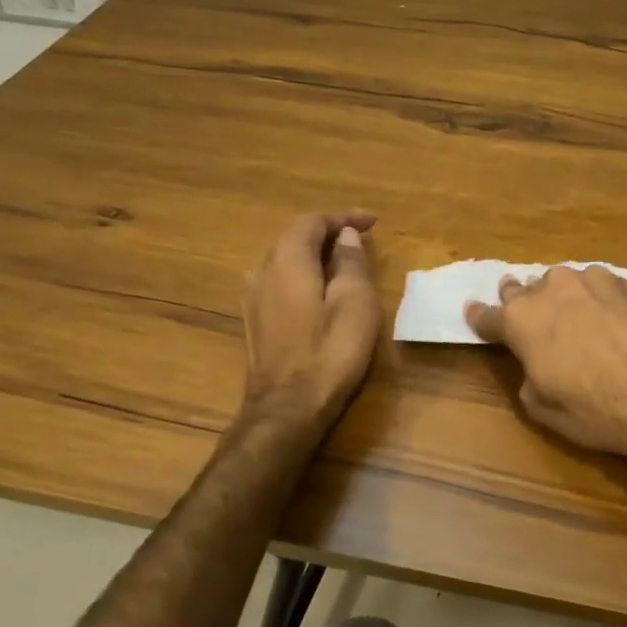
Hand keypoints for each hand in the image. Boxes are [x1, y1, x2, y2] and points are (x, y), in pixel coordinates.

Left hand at [241, 211, 381, 424]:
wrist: (287, 409)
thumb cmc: (329, 352)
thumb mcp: (355, 302)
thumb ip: (350, 263)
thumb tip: (346, 237)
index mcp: (287, 260)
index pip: (312, 222)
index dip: (343, 217)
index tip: (373, 222)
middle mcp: (262, 272)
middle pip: (294, 238)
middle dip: (329, 233)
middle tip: (361, 240)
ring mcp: (253, 299)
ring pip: (285, 261)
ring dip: (315, 256)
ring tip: (345, 264)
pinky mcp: (255, 323)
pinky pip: (280, 283)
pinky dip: (303, 276)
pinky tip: (320, 292)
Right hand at [466, 266, 626, 468]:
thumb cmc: (593, 409)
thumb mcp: (541, 406)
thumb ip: (525, 372)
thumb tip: (533, 358)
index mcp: (520, 321)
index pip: (487, 315)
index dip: (479, 317)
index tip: (474, 313)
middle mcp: (548, 289)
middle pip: (521, 289)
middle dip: (519, 300)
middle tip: (524, 311)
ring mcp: (587, 279)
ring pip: (560, 281)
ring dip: (558, 296)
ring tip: (569, 313)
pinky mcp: (621, 281)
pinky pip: (594, 282)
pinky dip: (592, 295)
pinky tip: (603, 311)